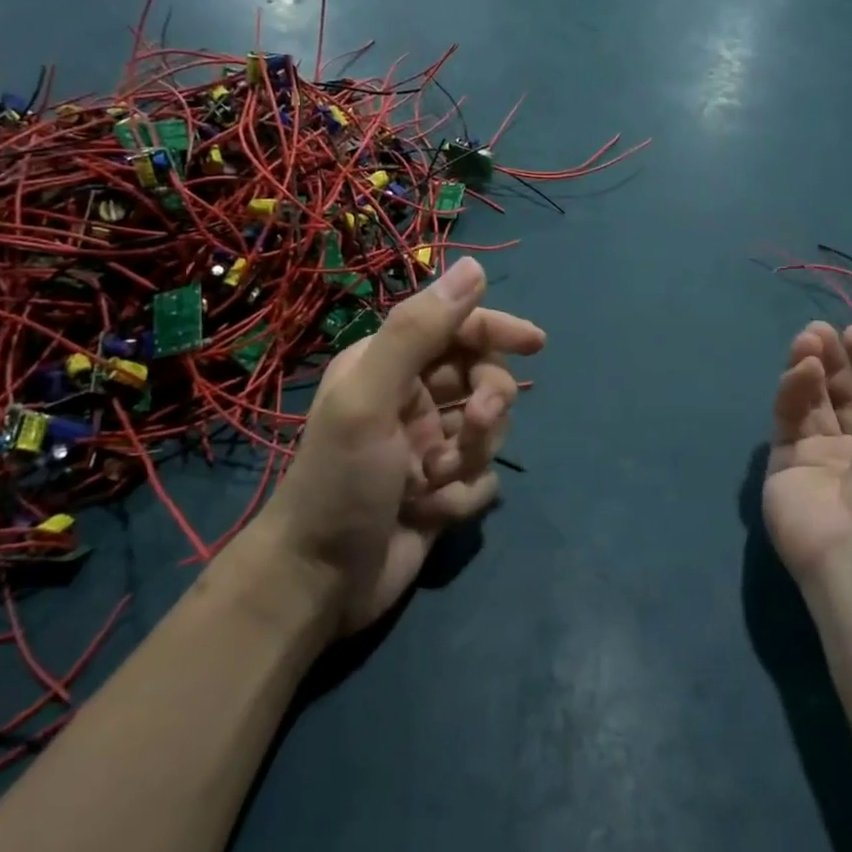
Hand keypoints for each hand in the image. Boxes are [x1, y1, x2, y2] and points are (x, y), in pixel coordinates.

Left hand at [262, 257, 544, 632]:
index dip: (495, 330)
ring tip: (435, 482)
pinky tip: (431, 514)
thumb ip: (418, 332)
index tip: (534, 342)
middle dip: (489, 403)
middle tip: (476, 426)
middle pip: (482, 379)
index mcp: (388, 366)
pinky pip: (483, 477)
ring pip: (489, 430)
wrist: (317, 584)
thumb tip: (473, 267)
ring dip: (473, 455)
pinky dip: (464, 494)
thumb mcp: (370, 399)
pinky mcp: (441, 489)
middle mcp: (411, 399)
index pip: (456, 330)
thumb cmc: (339, 482)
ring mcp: (428, 446)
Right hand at [763, 321, 851, 583]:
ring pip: (813, 403)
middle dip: (836, 359)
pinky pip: (789, 420)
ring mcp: (823, 460)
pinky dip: (793, 391)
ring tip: (807, 337)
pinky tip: (800, 368)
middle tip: (821, 329)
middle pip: (846, 394)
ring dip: (811, 366)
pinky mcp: (786, 466)